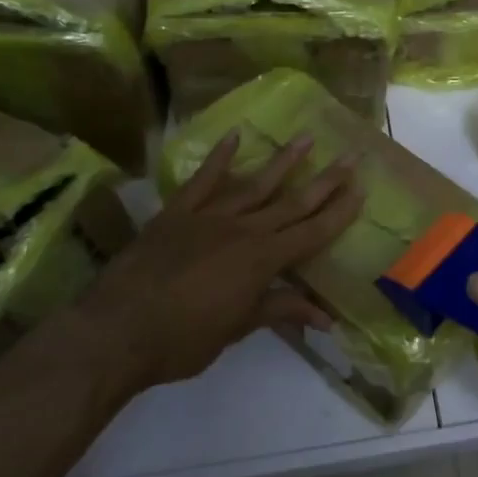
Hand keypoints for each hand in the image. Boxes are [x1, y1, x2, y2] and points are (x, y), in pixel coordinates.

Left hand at [86, 132, 359, 389]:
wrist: (116, 331)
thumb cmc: (182, 340)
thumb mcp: (237, 330)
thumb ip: (279, 312)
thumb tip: (327, 319)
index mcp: (262, 260)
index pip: (311, 232)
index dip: (338, 212)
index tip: (361, 189)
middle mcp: (243, 230)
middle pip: (292, 201)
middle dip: (325, 181)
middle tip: (350, 156)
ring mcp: (209, 216)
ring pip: (254, 183)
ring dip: (283, 161)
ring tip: (307, 138)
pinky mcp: (177, 212)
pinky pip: (203, 179)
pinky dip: (219, 157)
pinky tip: (235, 136)